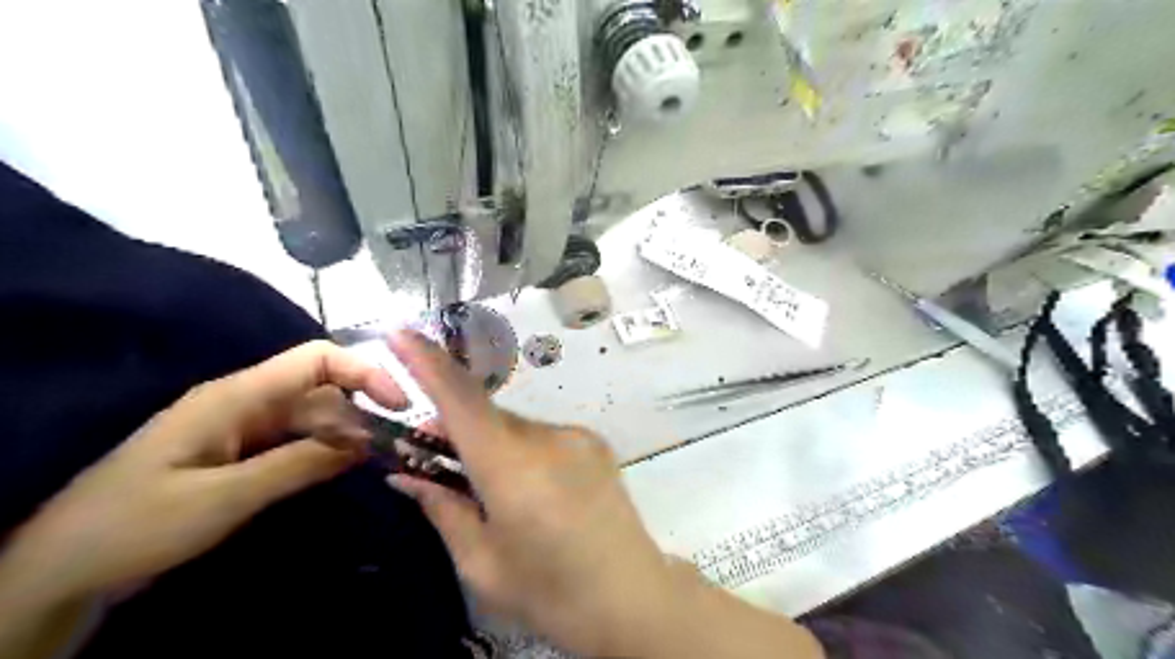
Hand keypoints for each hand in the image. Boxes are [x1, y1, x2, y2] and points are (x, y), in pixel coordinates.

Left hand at [0, 342, 408, 603]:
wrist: (65, 570)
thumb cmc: (138, 524)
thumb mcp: (224, 497)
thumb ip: (299, 464)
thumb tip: (367, 441)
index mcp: (237, 395)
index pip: (316, 359)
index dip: (363, 372)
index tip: (398, 405)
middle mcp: (246, 402)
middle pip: (321, 390)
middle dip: (361, 411)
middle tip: (394, 447)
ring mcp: (244, 428)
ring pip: (313, 417)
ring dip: (347, 434)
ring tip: (377, 460)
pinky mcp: (242, 453)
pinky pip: (297, 441)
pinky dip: (325, 451)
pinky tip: (343, 468)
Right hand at [390, 332, 678, 656]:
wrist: (631, 596)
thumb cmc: (549, 592)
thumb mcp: (481, 564)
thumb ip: (442, 509)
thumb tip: (406, 475)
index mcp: (511, 468)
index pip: (461, 401)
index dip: (428, 363)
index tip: (400, 334)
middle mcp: (545, 437)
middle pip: (485, 416)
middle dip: (454, 428)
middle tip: (431, 458)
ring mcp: (576, 435)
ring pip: (514, 426)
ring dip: (491, 444)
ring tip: (490, 487)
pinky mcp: (593, 441)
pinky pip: (541, 435)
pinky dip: (521, 449)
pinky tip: (532, 488)